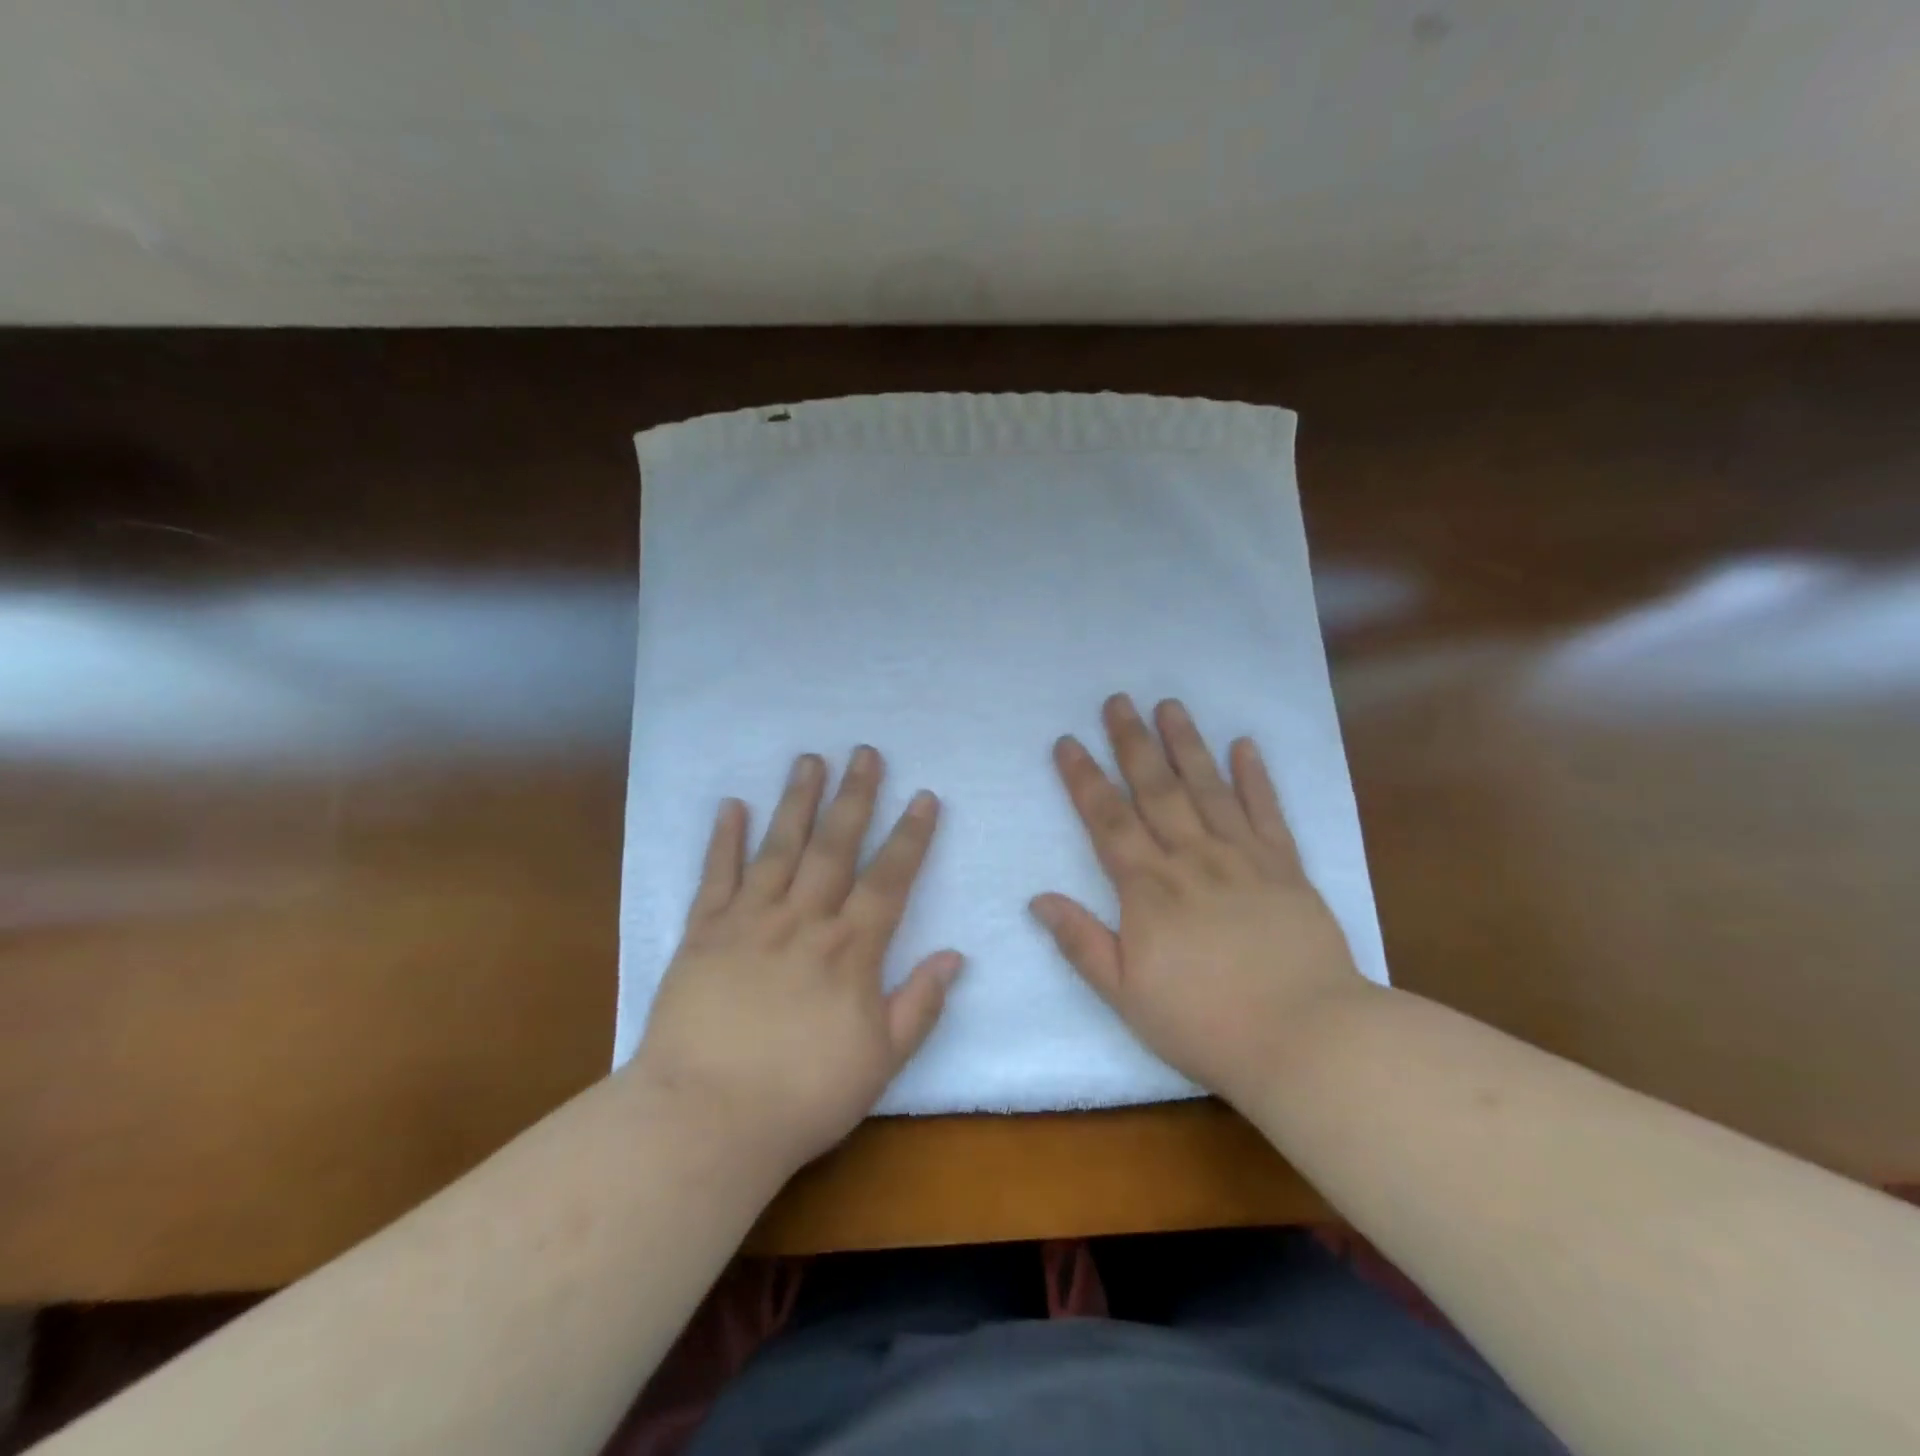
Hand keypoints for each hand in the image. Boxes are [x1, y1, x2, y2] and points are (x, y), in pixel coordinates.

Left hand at [632, 747, 961, 1168]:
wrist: (705, 1120)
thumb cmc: (802, 1097)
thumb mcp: (881, 1062)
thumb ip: (920, 1004)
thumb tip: (954, 955)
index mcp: (850, 950)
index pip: (889, 879)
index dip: (910, 836)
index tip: (924, 796)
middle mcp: (803, 921)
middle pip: (834, 846)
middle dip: (855, 797)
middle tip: (866, 752)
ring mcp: (749, 921)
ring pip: (779, 847)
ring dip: (797, 801)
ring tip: (809, 759)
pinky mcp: (702, 934)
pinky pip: (716, 877)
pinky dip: (724, 840)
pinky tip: (732, 806)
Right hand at [1031, 694, 1370, 1106]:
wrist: (1306, 1039)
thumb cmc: (1205, 1023)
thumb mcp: (1126, 994)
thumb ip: (1082, 942)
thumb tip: (1038, 899)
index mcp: (1148, 888)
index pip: (1107, 820)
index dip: (1084, 778)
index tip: (1068, 742)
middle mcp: (1192, 858)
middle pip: (1155, 789)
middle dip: (1132, 742)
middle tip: (1117, 700)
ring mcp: (1243, 858)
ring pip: (1207, 787)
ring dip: (1186, 743)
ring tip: (1169, 705)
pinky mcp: (1286, 868)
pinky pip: (1267, 812)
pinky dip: (1255, 777)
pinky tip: (1244, 745)